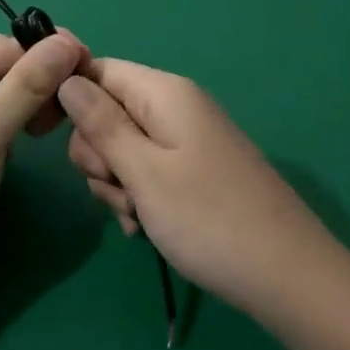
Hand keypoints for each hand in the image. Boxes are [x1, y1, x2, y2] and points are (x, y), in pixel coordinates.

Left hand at [0, 32, 88, 317]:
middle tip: (81, 101)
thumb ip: (27, 86)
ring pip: (5, 98)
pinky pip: (0, 124)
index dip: (46, 53)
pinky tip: (38, 139)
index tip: (91, 67)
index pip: (3, 48)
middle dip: (42, 80)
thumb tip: (67, 42)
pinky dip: (22, 126)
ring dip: (35, 104)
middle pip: (4, 70)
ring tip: (61, 124)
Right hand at [59, 59, 327, 314]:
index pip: (98, 70)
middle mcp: (174, 107)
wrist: (289, 278)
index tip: (60, 140)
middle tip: (118, 188)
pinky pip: (147, 171)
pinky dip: (139, 197)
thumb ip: (100, 123)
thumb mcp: (142, 171)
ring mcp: (186, 140)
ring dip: (117, 183)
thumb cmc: (209, 219)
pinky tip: (147, 228)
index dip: (73, 100)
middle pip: (107, 112)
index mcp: (163, 92)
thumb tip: (65, 80)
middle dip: (99, 154)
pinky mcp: (194, 170)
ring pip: (122, 148)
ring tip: (138, 217)